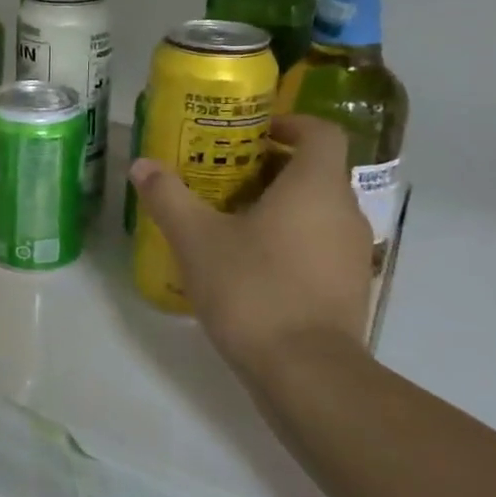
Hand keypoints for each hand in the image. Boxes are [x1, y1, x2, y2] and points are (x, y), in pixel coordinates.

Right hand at [129, 114, 370, 371]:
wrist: (306, 372)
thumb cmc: (252, 288)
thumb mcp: (195, 238)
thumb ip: (168, 196)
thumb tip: (142, 165)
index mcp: (315, 188)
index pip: (320, 132)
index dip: (288, 124)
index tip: (251, 134)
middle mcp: (344, 213)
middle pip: (314, 172)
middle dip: (269, 168)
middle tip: (221, 177)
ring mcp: (353, 254)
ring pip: (316, 212)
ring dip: (277, 207)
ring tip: (228, 221)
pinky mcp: (349, 289)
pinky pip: (318, 246)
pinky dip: (288, 242)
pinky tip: (247, 264)